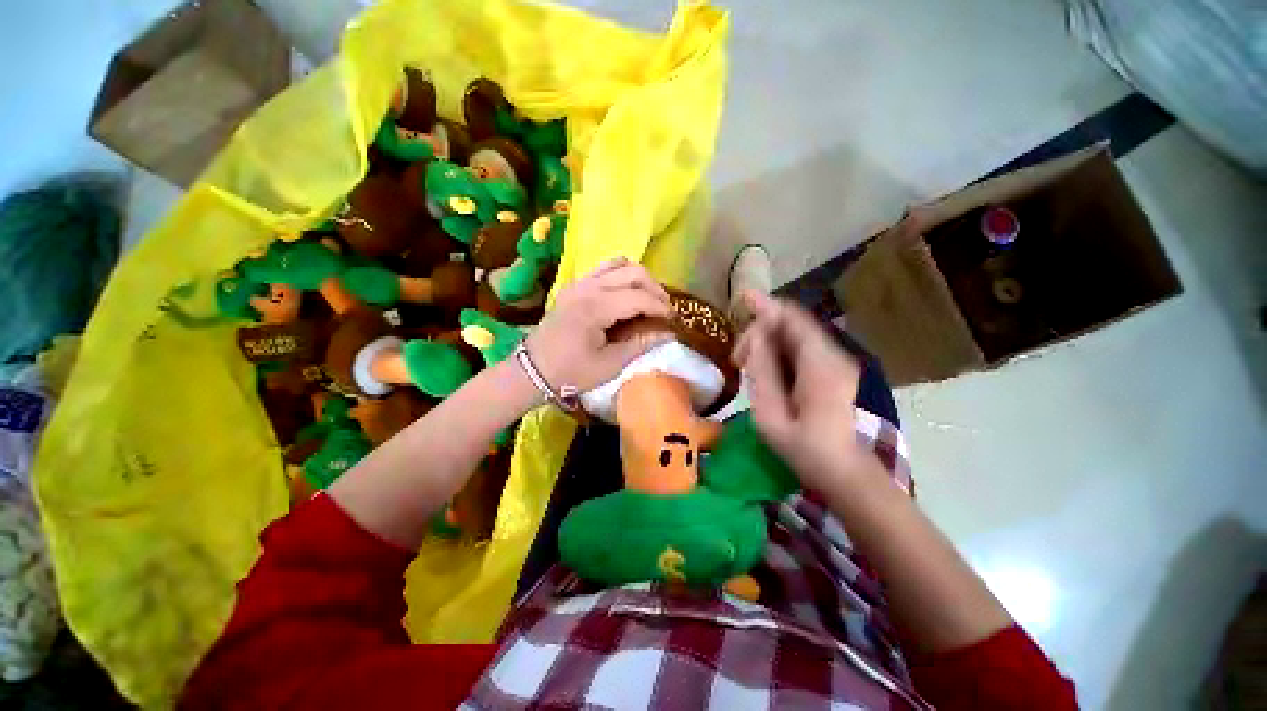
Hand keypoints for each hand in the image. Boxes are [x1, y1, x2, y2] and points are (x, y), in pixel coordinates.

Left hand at [525, 257, 672, 391]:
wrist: (532, 370)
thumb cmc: (570, 372)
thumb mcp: (609, 365)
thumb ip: (640, 345)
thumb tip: (669, 334)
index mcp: (595, 307)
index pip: (639, 297)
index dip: (661, 307)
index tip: (674, 320)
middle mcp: (587, 287)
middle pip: (633, 272)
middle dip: (655, 289)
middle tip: (664, 310)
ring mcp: (579, 282)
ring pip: (620, 264)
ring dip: (640, 278)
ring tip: (649, 299)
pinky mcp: (575, 285)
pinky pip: (605, 268)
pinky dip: (623, 275)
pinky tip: (628, 294)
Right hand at [732, 291, 885, 493]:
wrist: (842, 471)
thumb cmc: (804, 449)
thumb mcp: (771, 415)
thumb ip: (762, 371)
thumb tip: (756, 336)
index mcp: (820, 366)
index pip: (792, 320)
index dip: (767, 305)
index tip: (743, 297)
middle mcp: (832, 356)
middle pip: (791, 325)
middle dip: (759, 333)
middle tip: (737, 360)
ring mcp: (835, 362)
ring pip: (794, 335)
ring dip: (767, 343)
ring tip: (746, 366)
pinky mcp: (832, 369)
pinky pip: (800, 348)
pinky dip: (777, 351)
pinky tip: (763, 369)